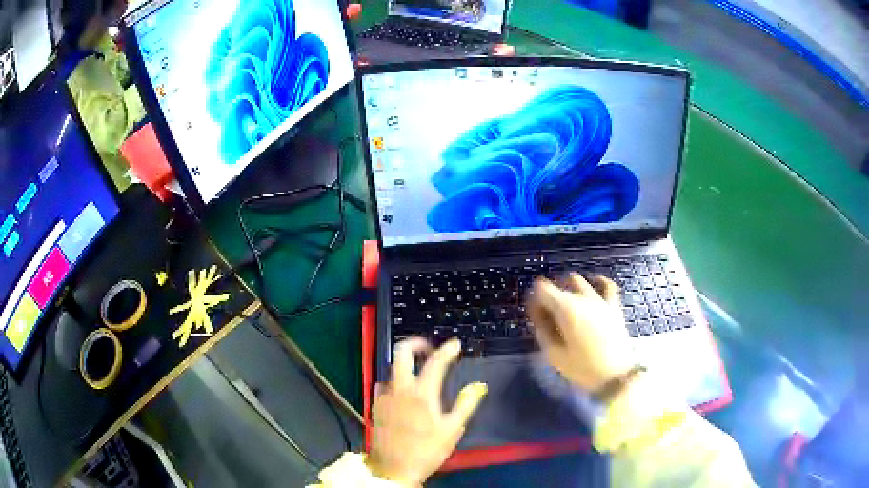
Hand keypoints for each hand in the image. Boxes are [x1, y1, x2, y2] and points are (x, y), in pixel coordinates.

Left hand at [368, 338, 487, 485]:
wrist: (394, 468)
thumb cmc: (427, 450)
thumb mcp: (452, 429)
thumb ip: (466, 404)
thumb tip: (478, 385)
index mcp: (422, 394)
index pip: (435, 362)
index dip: (447, 350)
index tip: (455, 344)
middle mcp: (400, 389)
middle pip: (402, 353)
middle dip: (415, 343)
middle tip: (429, 348)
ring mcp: (385, 396)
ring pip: (391, 368)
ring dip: (404, 364)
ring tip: (417, 371)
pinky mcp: (375, 405)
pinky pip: (383, 384)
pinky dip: (393, 381)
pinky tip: (401, 391)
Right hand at [527, 274, 634, 393]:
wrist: (615, 374)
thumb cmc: (582, 367)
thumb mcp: (554, 354)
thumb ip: (542, 331)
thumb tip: (537, 317)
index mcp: (565, 308)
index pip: (542, 289)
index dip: (534, 299)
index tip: (534, 314)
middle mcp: (581, 298)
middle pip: (559, 285)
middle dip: (549, 295)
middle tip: (547, 314)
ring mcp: (599, 300)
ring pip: (579, 281)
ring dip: (568, 287)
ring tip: (566, 303)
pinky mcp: (613, 306)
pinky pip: (607, 285)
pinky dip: (598, 281)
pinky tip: (594, 284)